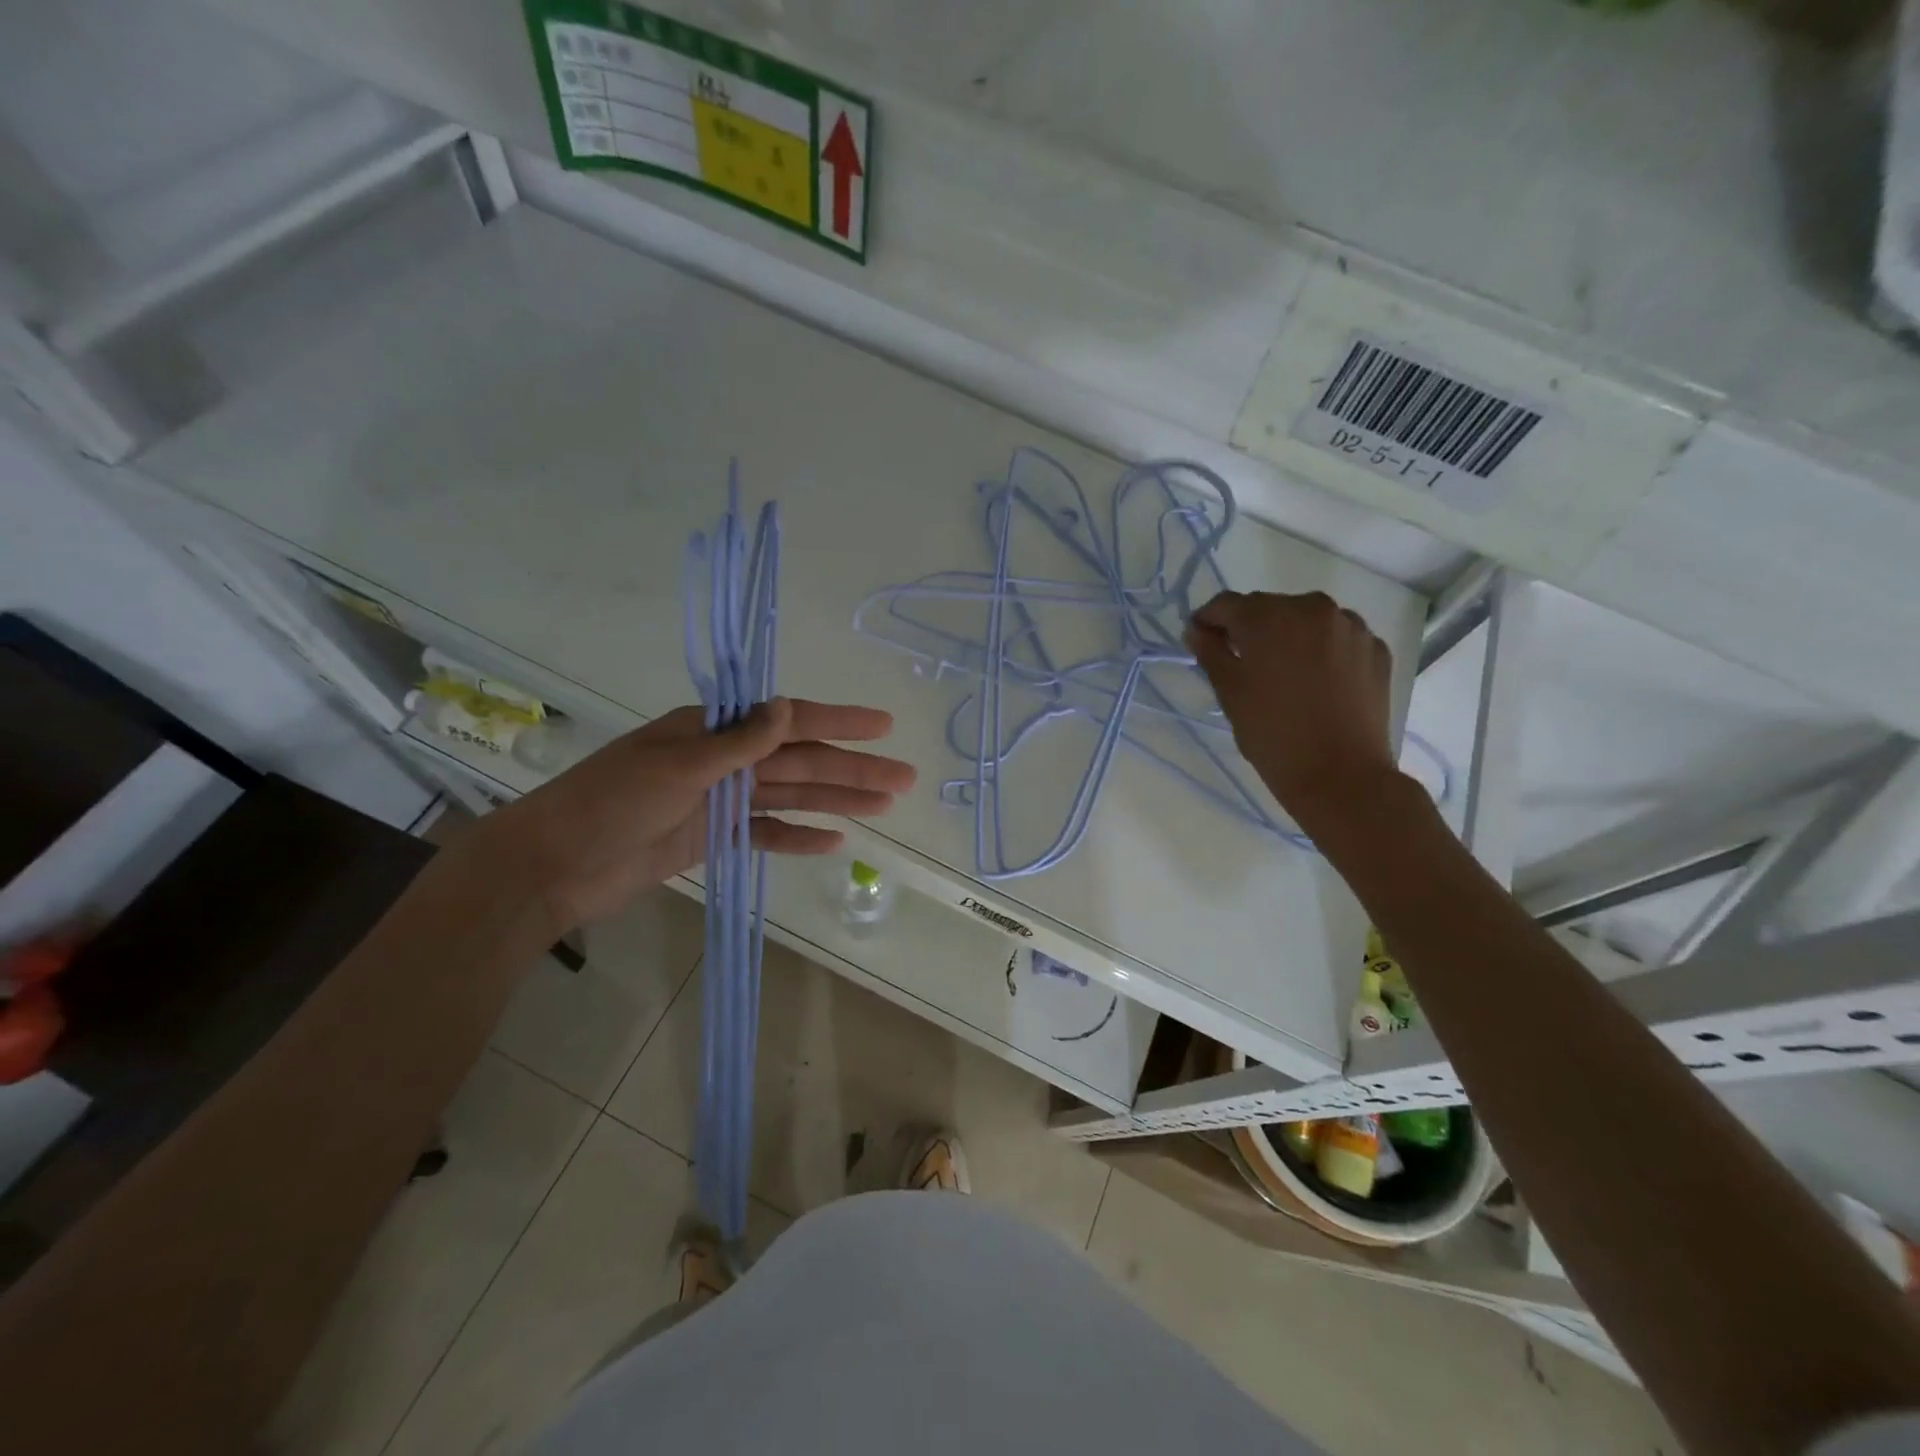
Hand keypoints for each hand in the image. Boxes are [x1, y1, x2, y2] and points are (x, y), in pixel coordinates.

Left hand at [483, 698, 915, 933]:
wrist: (554, 866)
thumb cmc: (611, 804)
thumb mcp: (678, 765)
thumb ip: (738, 741)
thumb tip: (789, 706)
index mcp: (713, 730)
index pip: (789, 721)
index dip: (838, 722)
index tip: (883, 725)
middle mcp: (723, 759)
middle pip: (800, 762)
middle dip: (852, 769)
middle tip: (904, 778)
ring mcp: (720, 800)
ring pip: (792, 797)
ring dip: (837, 801)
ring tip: (884, 806)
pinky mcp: (713, 836)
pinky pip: (766, 833)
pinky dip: (798, 837)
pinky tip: (833, 841)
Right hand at [1185, 591, 1400, 825]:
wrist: (1342, 776)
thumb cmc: (1273, 735)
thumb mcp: (1230, 693)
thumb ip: (1211, 653)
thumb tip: (1197, 630)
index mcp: (1269, 616)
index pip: (1226, 604)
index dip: (1208, 621)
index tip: (1200, 642)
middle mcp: (1312, 608)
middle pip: (1268, 608)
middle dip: (1250, 629)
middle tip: (1239, 662)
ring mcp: (1351, 627)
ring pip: (1306, 621)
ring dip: (1288, 637)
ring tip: (1282, 673)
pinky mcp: (1376, 649)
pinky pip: (1337, 639)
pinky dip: (1321, 651)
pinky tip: (1315, 683)